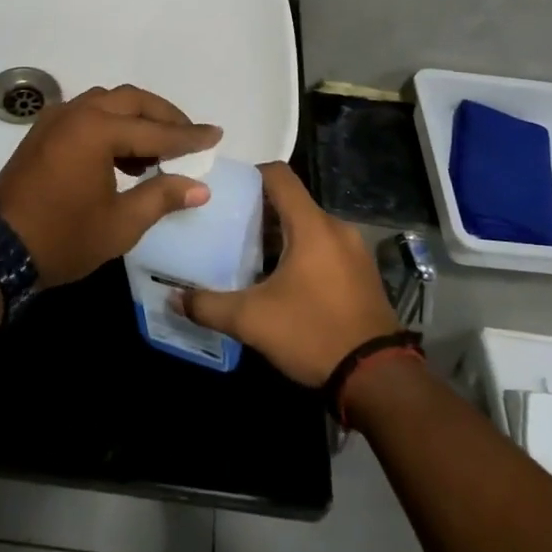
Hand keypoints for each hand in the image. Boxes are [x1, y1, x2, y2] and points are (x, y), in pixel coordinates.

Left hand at [0, 85, 221, 288]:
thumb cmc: (63, 237)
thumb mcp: (120, 223)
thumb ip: (161, 197)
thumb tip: (199, 186)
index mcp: (97, 130)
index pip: (155, 130)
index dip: (189, 137)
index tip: (216, 134)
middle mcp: (77, 113)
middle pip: (131, 100)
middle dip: (164, 116)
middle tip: (189, 136)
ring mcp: (56, 119)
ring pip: (107, 102)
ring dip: (137, 117)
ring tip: (160, 148)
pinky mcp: (43, 132)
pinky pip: (87, 114)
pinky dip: (112, 124)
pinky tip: (124, 154)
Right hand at [178, 163, 399, 386]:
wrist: (378, 378)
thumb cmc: (313, 333)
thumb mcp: (252, 321)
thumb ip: (208, 305)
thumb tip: (174, 298)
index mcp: (312, 226)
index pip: (279, 175)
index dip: (249, 173)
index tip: (223, 187)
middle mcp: (335, 228)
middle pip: (291, 201)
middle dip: (258, 209)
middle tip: (225, 222)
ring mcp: (353, 250)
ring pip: (307, 226)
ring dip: (279, 233)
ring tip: (245, 251)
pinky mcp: (360, 273)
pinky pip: (323, 246)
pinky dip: (299, 251)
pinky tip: (278, 278)